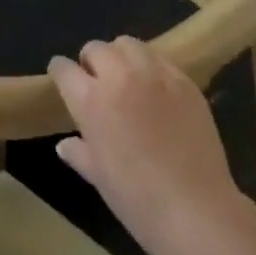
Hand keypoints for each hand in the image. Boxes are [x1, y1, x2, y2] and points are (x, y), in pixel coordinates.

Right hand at [49, 37, 241, 254]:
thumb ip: (79, 153)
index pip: (64, 69)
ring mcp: (154, 74)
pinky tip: (156, 89)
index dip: (60, 72)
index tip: (62, 78)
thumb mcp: (98, 178)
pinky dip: (150, 67)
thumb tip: (64, 144)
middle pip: (96, 48)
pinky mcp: (183, 80)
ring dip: (120, 56)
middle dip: (90, 61)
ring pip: (128, 44)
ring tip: (126, 78)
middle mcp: (119, 76)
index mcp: (91, 100)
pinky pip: (159, 59)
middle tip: (97, 82)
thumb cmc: (137, 200)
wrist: (195, 210)